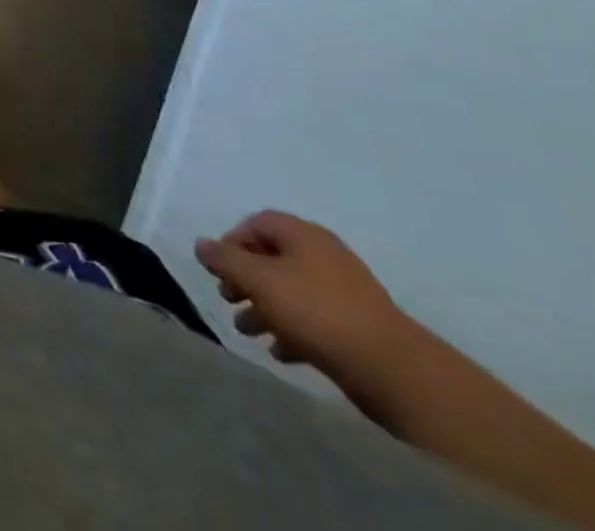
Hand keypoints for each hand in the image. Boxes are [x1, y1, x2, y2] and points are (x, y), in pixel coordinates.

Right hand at [195, 210, 415, 385]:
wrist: (393, 370)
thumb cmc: (318, 313)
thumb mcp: (261, 281)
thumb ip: (226, 261)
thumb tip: (200, 244)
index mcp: (303, 235)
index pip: (257, 223)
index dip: (232, 241)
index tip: (218, 269)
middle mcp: (323, 255)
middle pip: (272, 257)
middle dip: (245, 278)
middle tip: (228, 298)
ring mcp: (343, 290)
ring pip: (291, 290)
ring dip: (264, 306)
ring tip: (246, 330)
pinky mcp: (355, 325)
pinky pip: (313, 317)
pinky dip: (291, 328)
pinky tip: (280, 350)